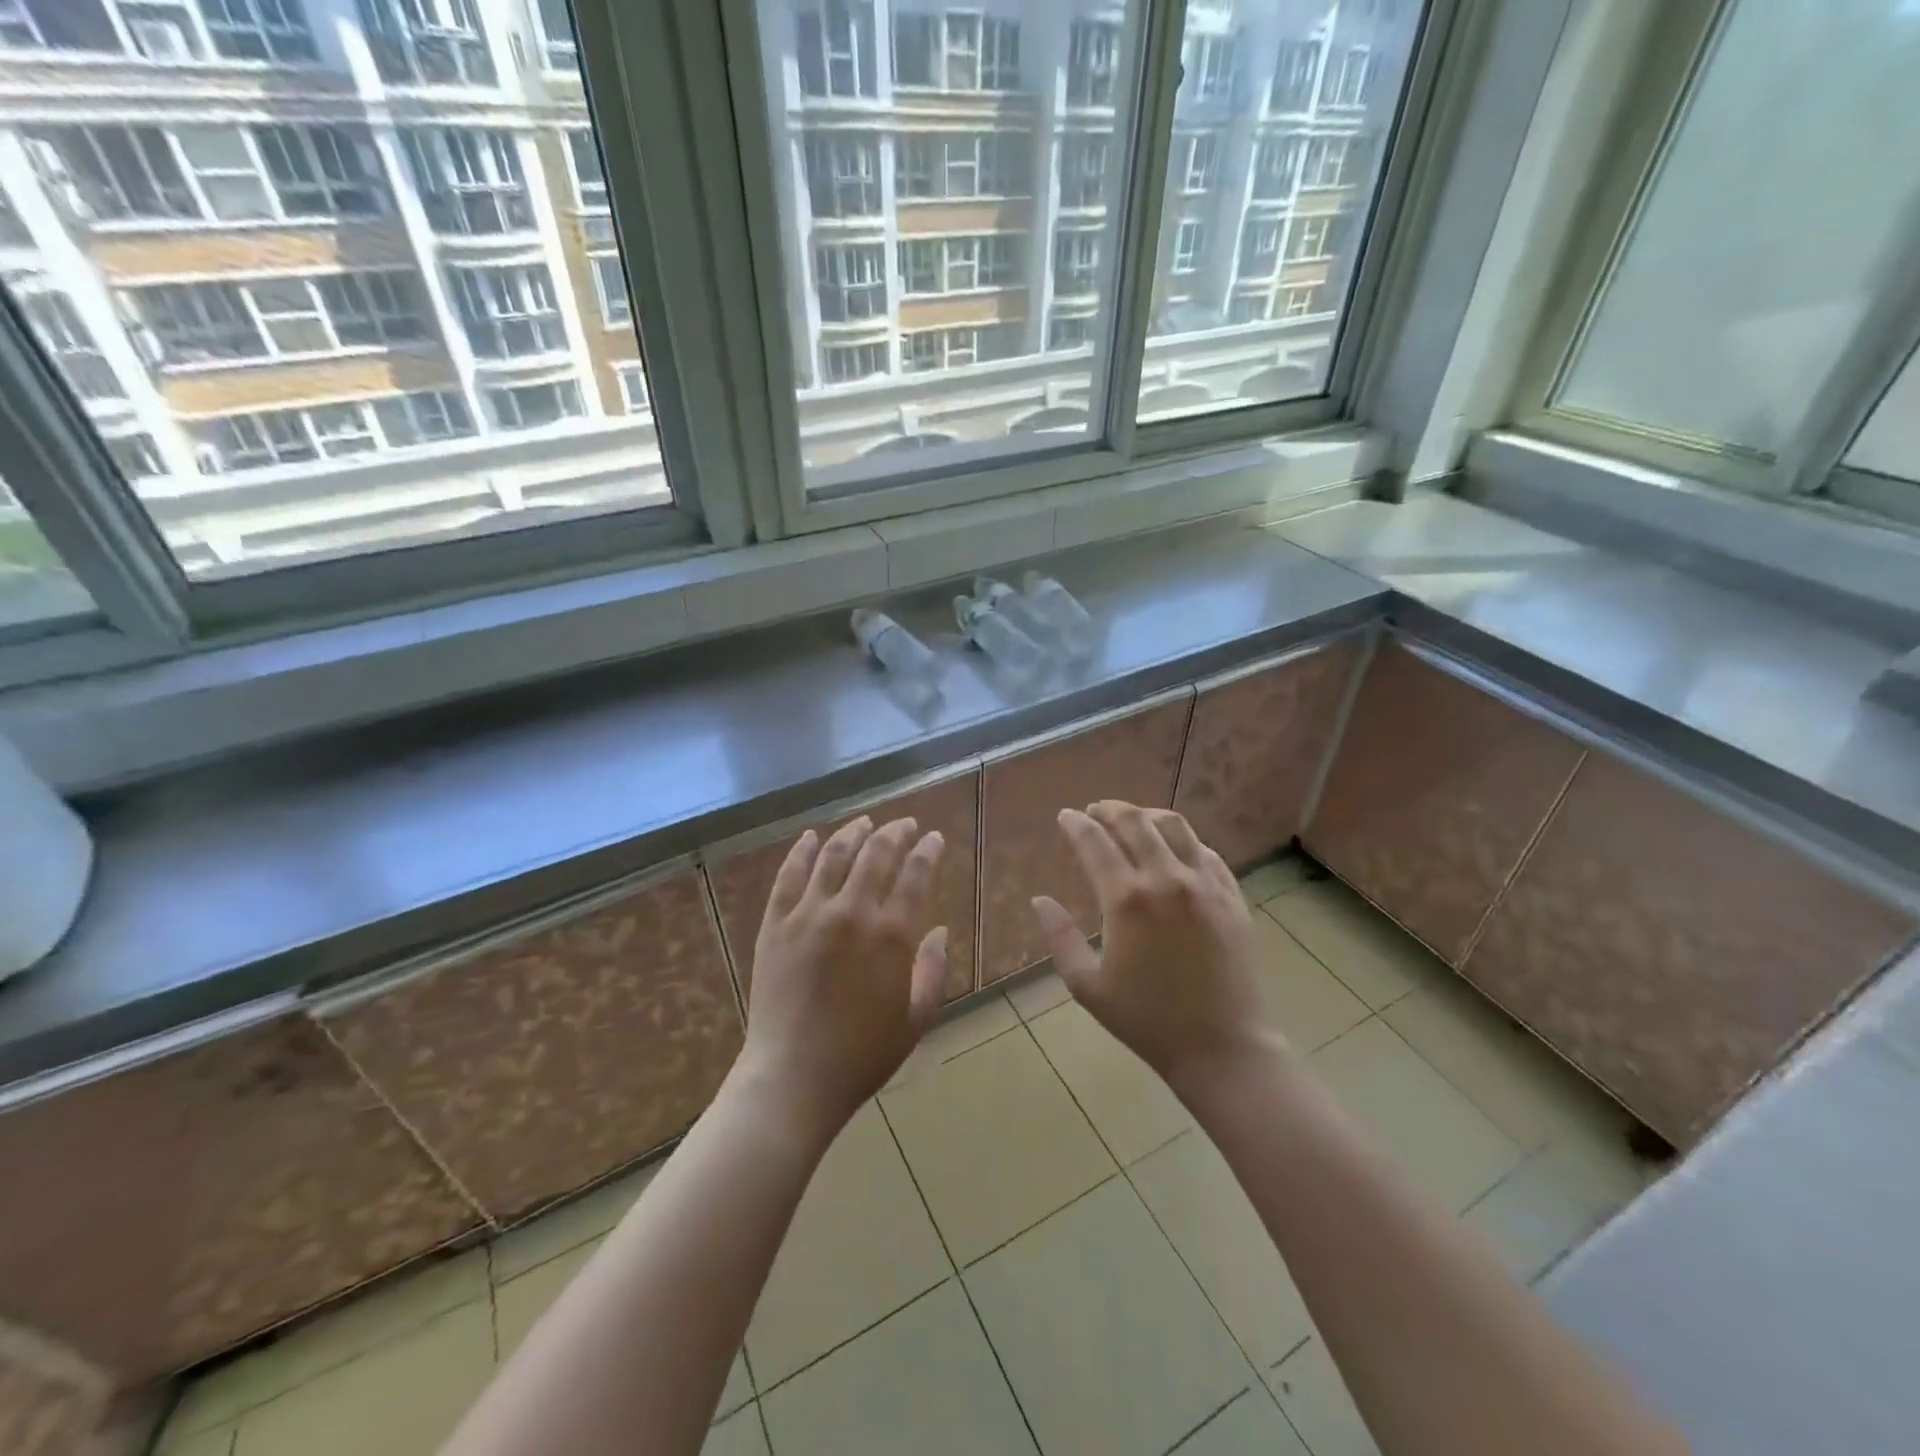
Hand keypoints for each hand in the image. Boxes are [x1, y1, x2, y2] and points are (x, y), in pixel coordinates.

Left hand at [740, 816, 948, 1141]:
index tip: (935, 838)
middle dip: (896, 832)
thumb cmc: (862, 1054)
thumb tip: (941, 930)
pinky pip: (789, 875)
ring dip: (853, 832)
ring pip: (834, 855)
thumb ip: (933, 969)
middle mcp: (852, 912)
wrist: (793, 1077)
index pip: (916, 874)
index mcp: (891, 934)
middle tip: (906, 825)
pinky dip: (802, 851)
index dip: (928, 850)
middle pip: (877, 854)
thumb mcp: (916, 1018)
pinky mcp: (775, 924)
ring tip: (866, 822)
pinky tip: (811, 837)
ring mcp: (809, 914)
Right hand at [1031, 801, 1279, 1093]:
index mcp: (1128, 899)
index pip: (1095, 842)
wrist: (1223, 1048)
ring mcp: (1206, 885)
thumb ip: (1059, 938)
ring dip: (1147, 815)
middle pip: (1136, 822)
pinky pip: (1206, 852)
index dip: (1076, 824)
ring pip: (1175, 826)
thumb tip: (1039, 900)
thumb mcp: (1088, 986)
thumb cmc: (1148, 1021)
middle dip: (1110, 810)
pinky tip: (1174, 849)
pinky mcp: (1233, 896)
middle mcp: (1168, 879)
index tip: (1065, 816)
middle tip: (1095, 811)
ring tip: (1133, 819)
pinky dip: (1183, 840)